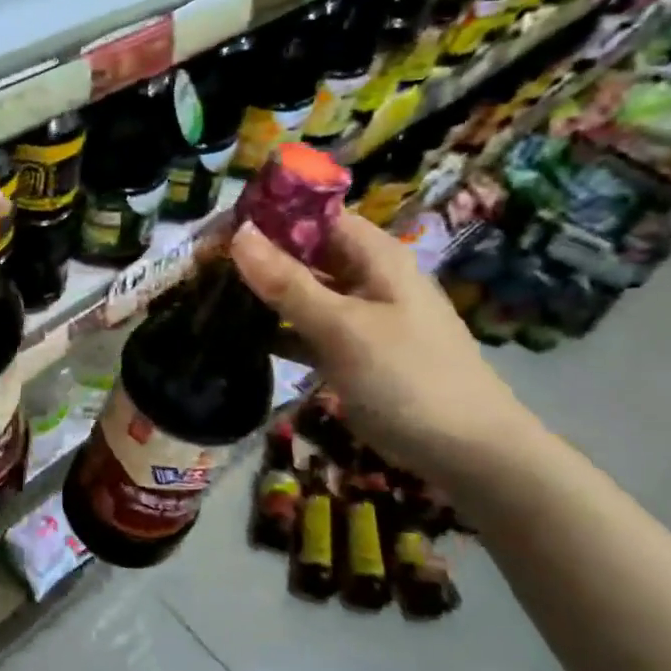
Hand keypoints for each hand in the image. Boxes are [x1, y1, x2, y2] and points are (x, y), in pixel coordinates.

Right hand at [230, 211, 536, 478]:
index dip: (268, 215)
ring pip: (303, 291)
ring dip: (263, 293)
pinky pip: (306, 328)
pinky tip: (238, 336)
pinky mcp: (351, 351)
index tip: (216, 228)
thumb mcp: (343, 327)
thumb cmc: (409, 379)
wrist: (469, 455)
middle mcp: (366, 276)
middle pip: (305, 252)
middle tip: (201, 264)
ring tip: (209, 294)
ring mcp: (359, 316)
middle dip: (257, 255)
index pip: (314, 215)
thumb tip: (238, 233)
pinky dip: (277, 329)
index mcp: (374, 256)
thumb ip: (288, 283)